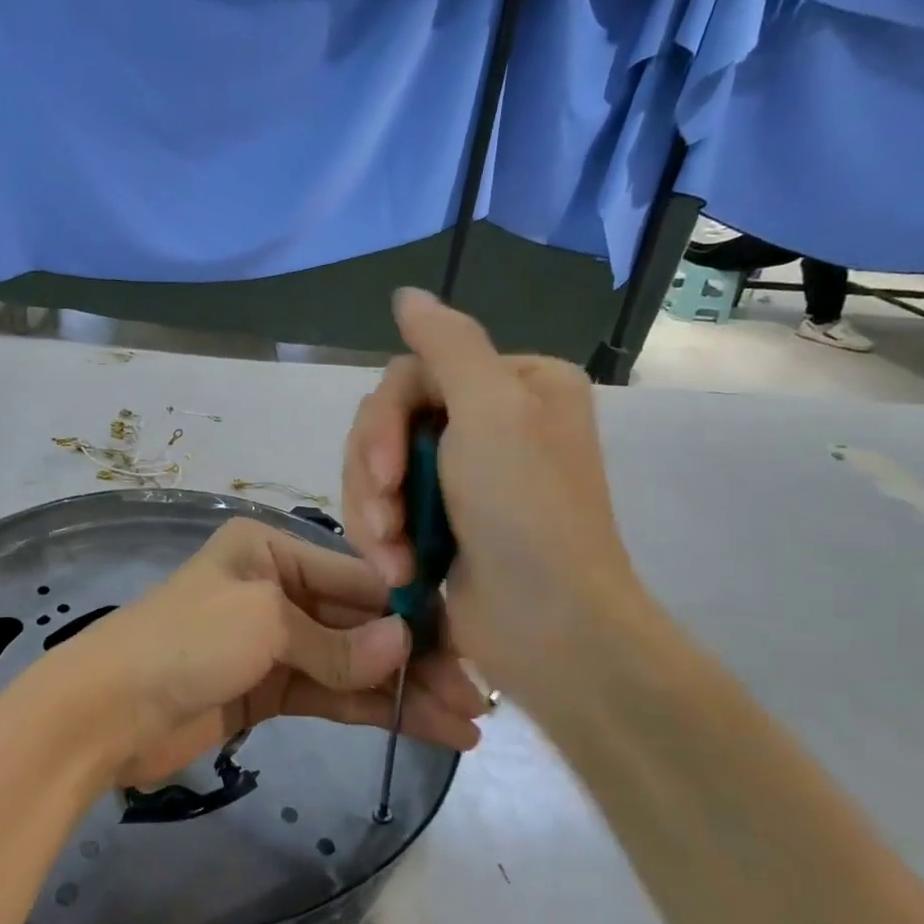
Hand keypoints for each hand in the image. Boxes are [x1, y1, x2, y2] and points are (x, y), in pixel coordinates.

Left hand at [35, 517, 486, 786]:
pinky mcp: (268, 690)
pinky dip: (373, 709)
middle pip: (360, 621)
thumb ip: (337, 642)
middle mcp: (277, 588)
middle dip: (416, 657)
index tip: (464, 644)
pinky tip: (423, 727)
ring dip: (404, 691)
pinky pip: (331, 693)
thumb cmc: (184, 642)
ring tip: (467, 723)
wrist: (105, 711)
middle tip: (476, 695)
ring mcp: (274, 642)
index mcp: (271, 550)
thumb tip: (404, 651)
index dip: (411, 612)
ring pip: (352, 662)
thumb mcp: (263, 623)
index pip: (358, 576)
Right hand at [341, 289, 648, 697]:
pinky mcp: (441, 522)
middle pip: (389, 422)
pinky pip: (384, 508)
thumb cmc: (526, 511)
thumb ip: (447, 342)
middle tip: (385, 522)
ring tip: (394, 560)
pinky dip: (382, 538)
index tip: (386, 474)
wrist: (550, 630)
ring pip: (377, 468)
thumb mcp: (492, 410)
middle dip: (375, 476)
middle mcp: (491, 422)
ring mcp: (464, 476)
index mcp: (515, 384)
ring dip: (374, 513)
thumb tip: (406, 293)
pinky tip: (399, 570)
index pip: (413, 374)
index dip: (384, 424)